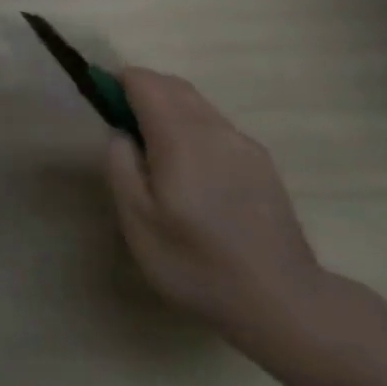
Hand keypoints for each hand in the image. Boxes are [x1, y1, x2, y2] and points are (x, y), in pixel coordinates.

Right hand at [105, 67, 337, 354]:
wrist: (283, 303)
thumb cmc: (196, 262)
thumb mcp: (137, 220)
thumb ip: (120, 165)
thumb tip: (121, 133)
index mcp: (179, 136)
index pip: (143, 81)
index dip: (117, 84)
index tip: (103, 106)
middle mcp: (214, 128)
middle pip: (172, 85)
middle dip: (143, 91)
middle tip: (123, 126)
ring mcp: (243, 144)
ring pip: (197, 104)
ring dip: (170, 109)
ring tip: (156, 151)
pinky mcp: (262, 164)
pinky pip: (218, 127)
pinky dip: (194, 128)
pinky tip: (193, 172)